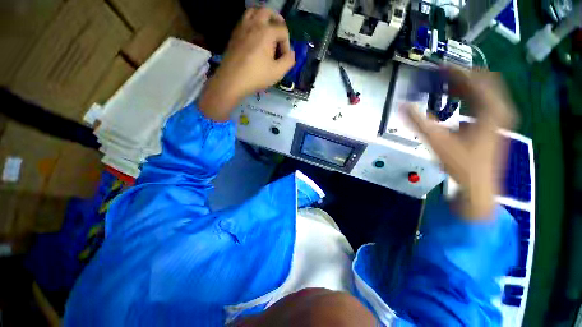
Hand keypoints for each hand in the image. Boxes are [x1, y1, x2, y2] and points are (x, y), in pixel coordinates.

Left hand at [199, 7, 294, 120]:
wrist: (232, 80)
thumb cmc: (256, 76)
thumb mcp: (278, 72)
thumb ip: (288, 61)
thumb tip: (292, 53)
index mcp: (267, 32)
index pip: (283, 30)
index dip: (287, 44)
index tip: (284, 58)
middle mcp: (254, 24)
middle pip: (268, 11)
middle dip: (277, 21)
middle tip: (279, 34)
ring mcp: (242, 27)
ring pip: (253, 11)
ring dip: (263, 17)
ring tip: (267, 30)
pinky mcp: (234, 34)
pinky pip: (244, 20)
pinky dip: (252, 23)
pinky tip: (254, 37)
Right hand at [405, 68, 516, 219]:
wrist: (479, 185)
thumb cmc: (461, 164)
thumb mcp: (437, 141)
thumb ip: (419, 122)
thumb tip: (401, 105)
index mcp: (490, 110)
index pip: (476, 80)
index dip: (458, 71)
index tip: (440, 67)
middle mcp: (499, 110)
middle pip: (484, 81)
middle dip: (463, 75)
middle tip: (442, 75)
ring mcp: (499, 117)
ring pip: (486, 91)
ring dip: (467, 85)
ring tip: (447, 84)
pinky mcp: (495, 125)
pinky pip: (485, 101)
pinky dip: (471, 96)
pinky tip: (457, 100)